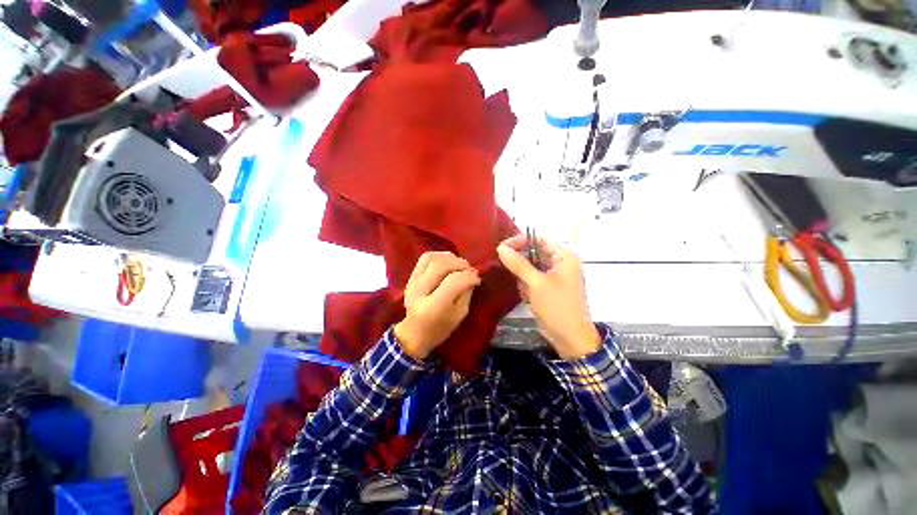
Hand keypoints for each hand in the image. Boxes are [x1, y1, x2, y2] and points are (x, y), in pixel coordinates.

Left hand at [395, 252, 480, 359]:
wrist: (414, 333)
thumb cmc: (440, 329)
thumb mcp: (459, 315)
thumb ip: (466, 293)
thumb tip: (472, 274)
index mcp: (433, 307)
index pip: (454, 282)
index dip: (469, 277)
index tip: (478, 279)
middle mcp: (419, 292)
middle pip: (442, 267)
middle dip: (461, 265)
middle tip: (471, 270)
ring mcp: (412, 282)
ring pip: (433, 259)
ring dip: (451, 258)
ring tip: (461, 265)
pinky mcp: (410, 277)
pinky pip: (425, 258)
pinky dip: (440, 255)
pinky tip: (449, 261)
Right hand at [497, 236, 600, 358]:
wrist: (570, 338)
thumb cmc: (557, 306)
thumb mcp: (536, 283)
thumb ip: (518, 264)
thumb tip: (501, 248)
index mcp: (563, 256)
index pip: (539, 239)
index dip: (520, 240)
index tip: (502, 248)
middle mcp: (560, 263)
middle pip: (534, 252)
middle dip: (520, 262)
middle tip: (507, 269)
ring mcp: (554, 276)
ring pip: (530, 267)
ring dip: (523, 277)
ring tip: (526, 290)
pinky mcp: (548, 288)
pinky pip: (532, 279)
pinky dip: (526, 286)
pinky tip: (528, 297)